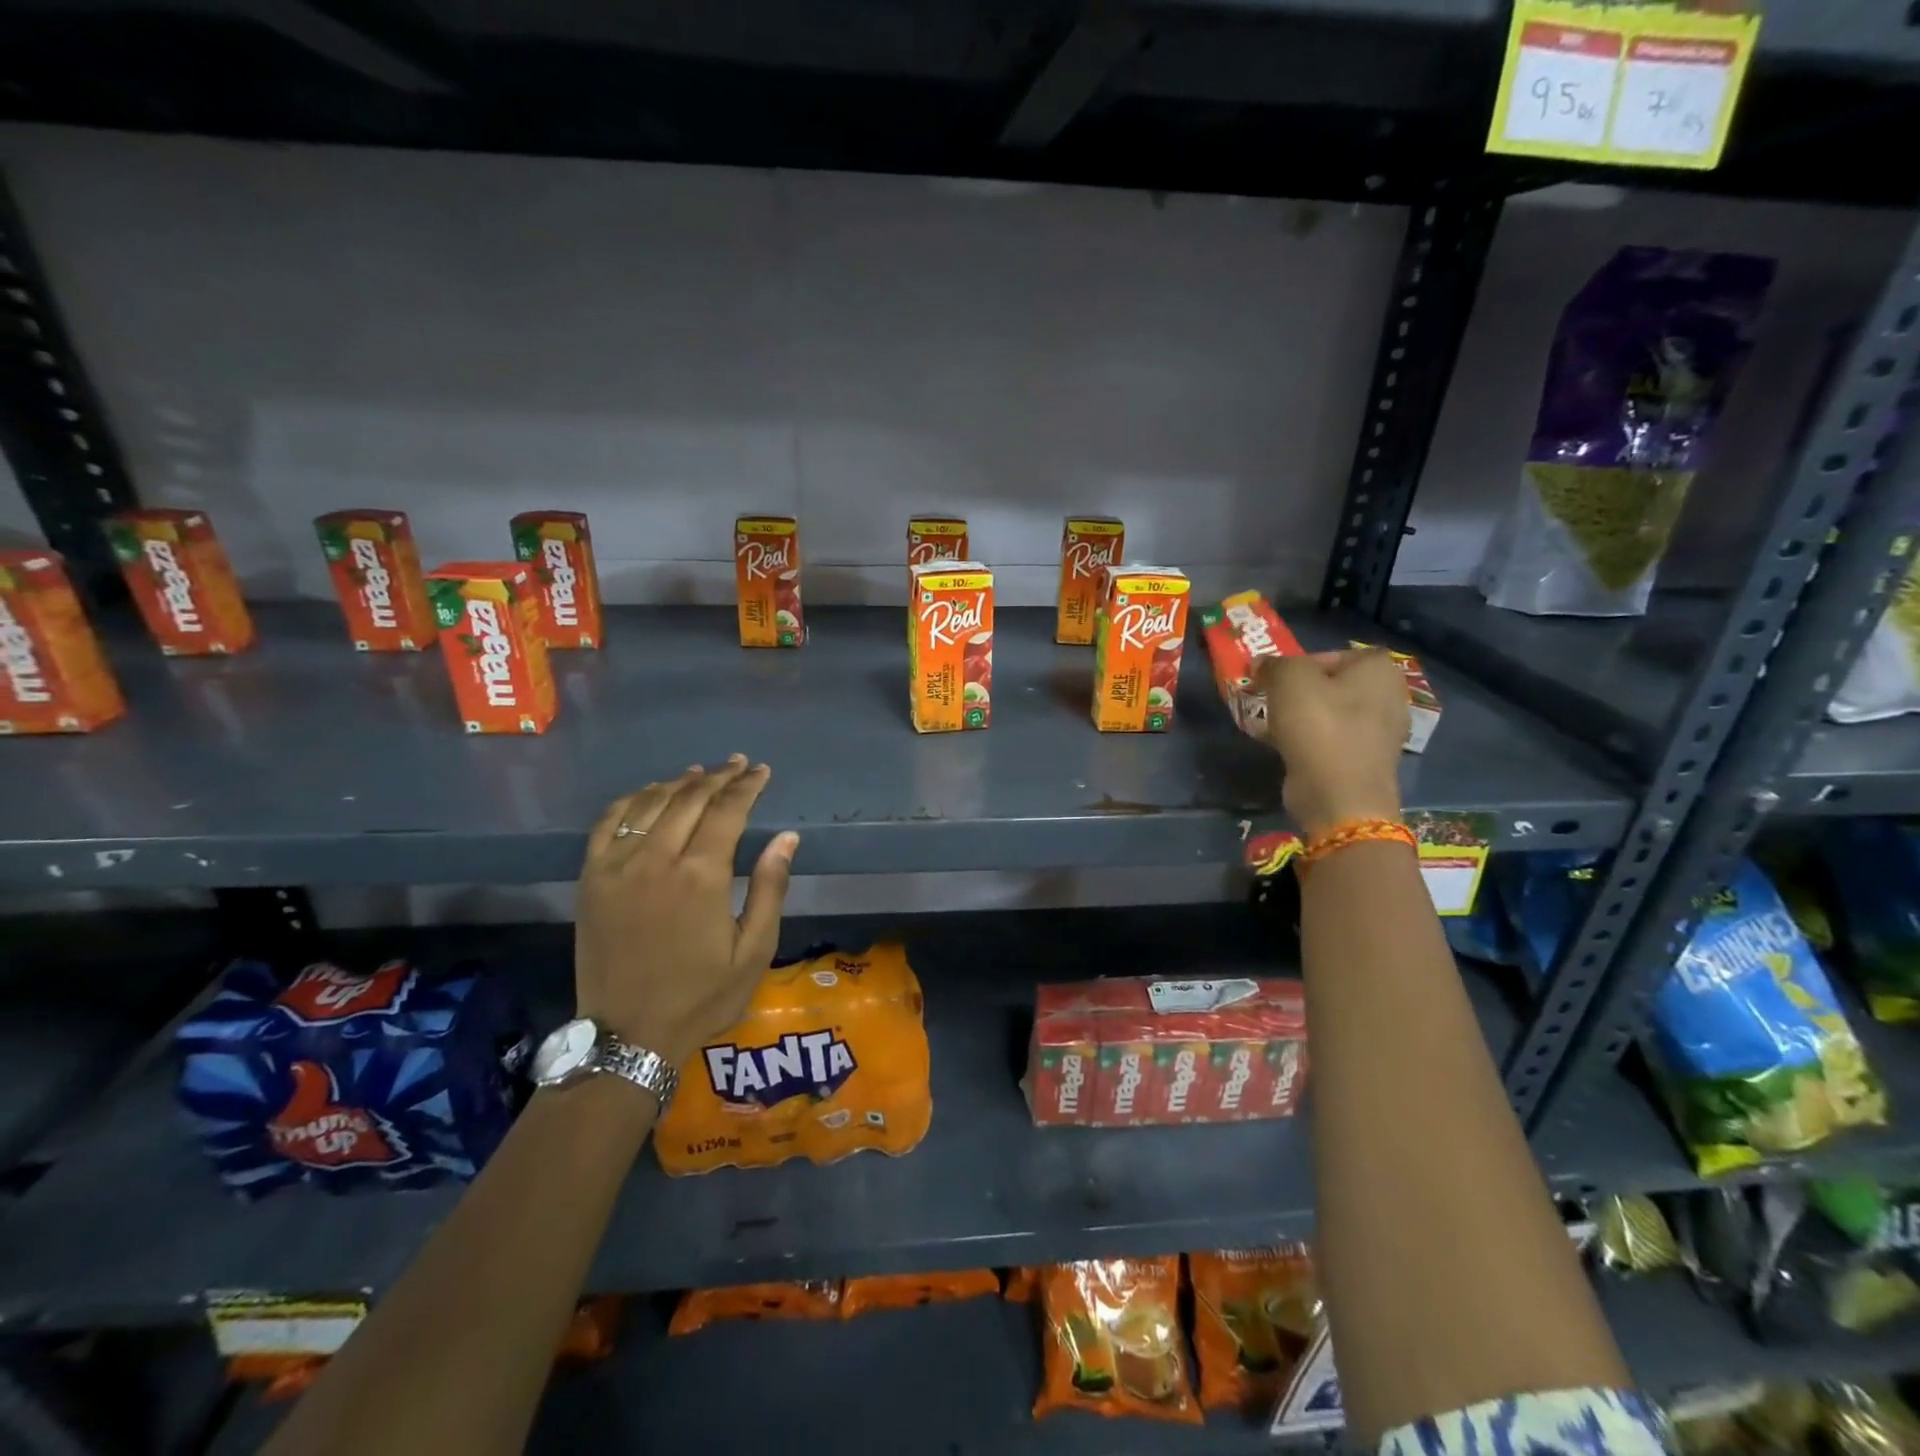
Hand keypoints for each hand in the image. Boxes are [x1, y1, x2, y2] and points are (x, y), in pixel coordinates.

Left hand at [575, 756, 797, 1069]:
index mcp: (702, 876)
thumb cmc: (702, 997)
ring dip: (679, 782)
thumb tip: (786, 838)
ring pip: (650, 804)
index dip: (746, 786)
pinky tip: (648, 795)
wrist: (628, 1037)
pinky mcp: (591, 879)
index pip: (727, 810)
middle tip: (737, 764)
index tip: (761, 771)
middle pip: (690, 799)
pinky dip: (631, 800)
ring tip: (700, 772)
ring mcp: (617, 866)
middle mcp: (657, 859)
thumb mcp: (754, 951)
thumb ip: (769, 888)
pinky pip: (608, 823)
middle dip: (718, 777)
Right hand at [1255, 650, 1406, 836]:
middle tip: (1271, 700)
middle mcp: (1389, 696)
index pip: (1337, 653)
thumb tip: (1262, 666)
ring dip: (1301, 717)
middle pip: (1333, 684)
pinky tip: (1284, 747)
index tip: (1278, 678)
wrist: (1338, 795)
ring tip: (1271, 725)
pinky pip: (1332, 739)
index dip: (1304, 661)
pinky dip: (1309, 740)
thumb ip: (1274, 664)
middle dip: (1300, 692)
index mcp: (1380, 669)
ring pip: (1331, 713)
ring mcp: (1381, 732)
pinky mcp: (1366, 761)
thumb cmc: (1319, 726)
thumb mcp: (1288, 679)